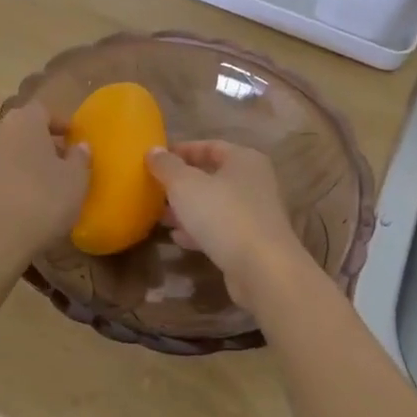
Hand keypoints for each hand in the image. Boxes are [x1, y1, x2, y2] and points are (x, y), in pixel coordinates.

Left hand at [0, 102, 89, 273]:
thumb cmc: (43, 199)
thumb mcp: (76, 180)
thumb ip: (80, 158)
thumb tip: (79, 146)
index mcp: (25, 120)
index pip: (43, 110)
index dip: (59, 123)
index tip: (73, 140)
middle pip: (22, 130)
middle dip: (41, 143)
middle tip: (61, 164)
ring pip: (7, 152)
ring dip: (24, 163)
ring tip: (43, 186)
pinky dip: (8, 182)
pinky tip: (22, 203)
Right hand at [146, 141, 310, 310]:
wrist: (263, 269)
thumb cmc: (223, 215)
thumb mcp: (185, 185)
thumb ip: (167, 166)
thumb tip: (153, 150)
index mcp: (244, 160)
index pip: (210, 146)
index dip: (182, 150)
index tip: (156, 159)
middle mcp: (254, 182)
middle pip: (213, 176)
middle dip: (182, 183)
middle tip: (155, 189)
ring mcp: (256, 214)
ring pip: (215, 205)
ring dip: (188, 209)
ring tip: (161, 215)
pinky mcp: (252, 242)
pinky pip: (221, 230)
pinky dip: (199, 231)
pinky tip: (178, 238)